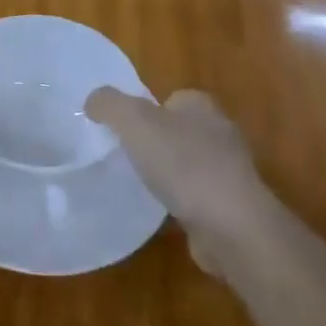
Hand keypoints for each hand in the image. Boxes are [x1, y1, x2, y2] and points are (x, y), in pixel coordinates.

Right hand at [85, 87, 268, 274]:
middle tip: (124, 156)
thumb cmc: (183, 164)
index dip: (145, 109)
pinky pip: (195, 197)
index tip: (123, 130)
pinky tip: (160, 214)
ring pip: (187, 165)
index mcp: (201, 106)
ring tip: (138, 186)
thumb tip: (93, 101)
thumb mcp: (134, 122)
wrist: (232, 226)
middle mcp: (219, 133)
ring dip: (167, 174)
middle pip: (178, 130)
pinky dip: (179, 203)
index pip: (170, 98)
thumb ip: (109, 105)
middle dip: (155, 142)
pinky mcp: (230, 207)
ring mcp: (228, 172)